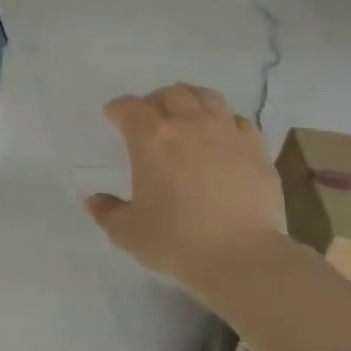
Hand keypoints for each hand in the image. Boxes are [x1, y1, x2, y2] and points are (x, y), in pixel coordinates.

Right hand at [83, 84, 289, 304]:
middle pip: (171, 93)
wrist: (243, 257)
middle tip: (152, 118)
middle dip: (156, 101)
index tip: (114, 118)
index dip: (118, 110)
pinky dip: (225, 122)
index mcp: (151, 137)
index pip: (129, 107)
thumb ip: (107, 212)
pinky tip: (222, 138)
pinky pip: (238, 120)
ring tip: (187, 117)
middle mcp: (188, 124)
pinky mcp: (256, 148)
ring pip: (207, 97)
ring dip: (192, 102)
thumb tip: (94, 200)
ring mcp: (226, 132)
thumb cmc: (177, 241)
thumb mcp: (128, 233)